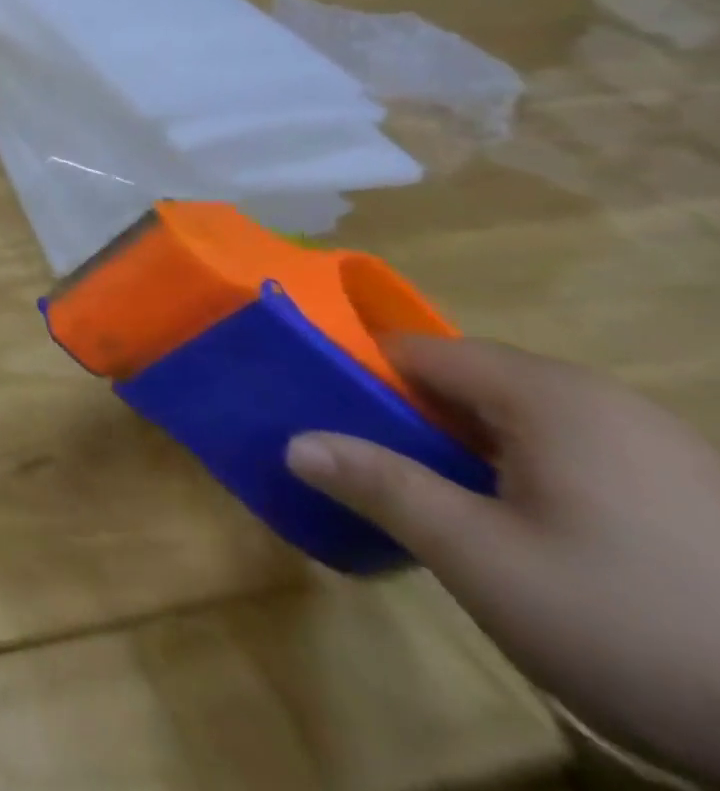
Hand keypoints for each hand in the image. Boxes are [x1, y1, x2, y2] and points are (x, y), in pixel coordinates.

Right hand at [287, 336, 719, 780]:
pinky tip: (526, 534)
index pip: (413, 349)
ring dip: (463, 449)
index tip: (320, 416)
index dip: (357, 375)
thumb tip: (294, 443)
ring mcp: (653, 442)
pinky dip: (523, 473)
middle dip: (409, 419)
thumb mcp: (481, 559)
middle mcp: (598, 397)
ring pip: (516, 418)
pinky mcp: (687, 488)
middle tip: (374, 471)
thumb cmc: (631, 624)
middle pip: (464, 380)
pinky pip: (569, 451)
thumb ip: (381, 485)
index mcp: (546, 393)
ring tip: (439, 505)